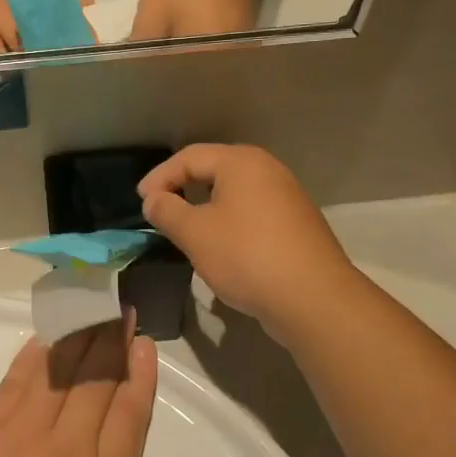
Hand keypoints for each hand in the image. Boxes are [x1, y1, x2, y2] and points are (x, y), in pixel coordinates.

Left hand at [0, 319, 182, 456]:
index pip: (130, 412)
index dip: (140, 373)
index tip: (144, 343)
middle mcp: (68, 447)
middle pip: (97, 381)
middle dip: (113, 342)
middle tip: (121, 313)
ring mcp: (23, 432)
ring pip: (60, 372)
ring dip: (80, 338)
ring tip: (92, 312)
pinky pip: (16, 380)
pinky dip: (34, 356)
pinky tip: (47, 336)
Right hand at [138, 145, 362, 346]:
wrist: (314, 299)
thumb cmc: (246, 256)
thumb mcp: (195, 234)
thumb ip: (167, 211)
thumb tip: (154, 199)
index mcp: (242, 163)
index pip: (190, 157)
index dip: (160, 177)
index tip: (141, 202)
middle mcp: (268, 170)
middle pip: (215, 169)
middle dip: (183, 187)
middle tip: (160, 209)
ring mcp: (287, 197)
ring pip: (235, 193)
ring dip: (206, 207)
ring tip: (185, 229)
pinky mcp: (296, 225)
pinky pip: (252, 213)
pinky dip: (229, 222)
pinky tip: (221, 247)